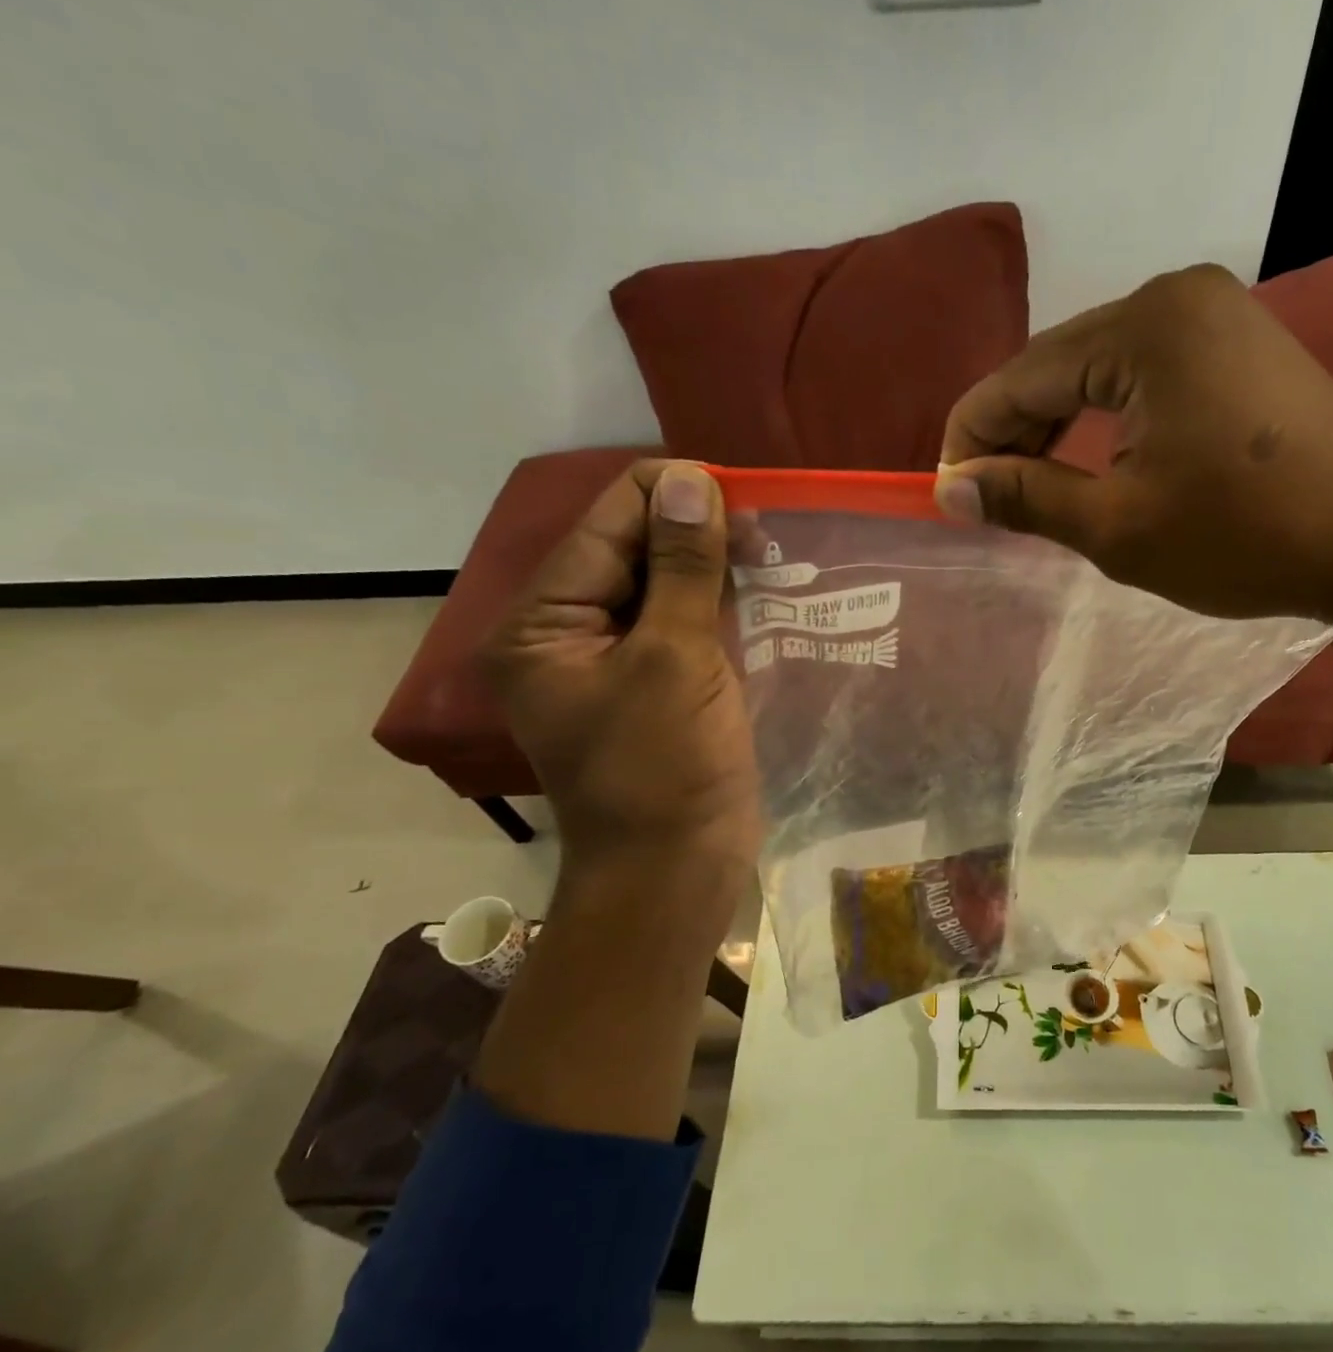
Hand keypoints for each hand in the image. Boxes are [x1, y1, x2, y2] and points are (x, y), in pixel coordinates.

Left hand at [484, 459, 759, 880]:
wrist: (675, 870)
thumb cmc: (665, 769)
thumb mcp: (674, 660)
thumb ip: (682, 568)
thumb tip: (691, 481)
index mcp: (543, 624)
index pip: (604, 526)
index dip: (667, 495)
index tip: (738, 489)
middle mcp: (568, 633)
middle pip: (631, 551)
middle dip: (694, 531)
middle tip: (764, 528)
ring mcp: (615, 661)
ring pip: (663, 586)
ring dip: (712, 565)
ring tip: (770, 550)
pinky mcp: (656, 684)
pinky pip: (683, 624)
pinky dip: (718, 603)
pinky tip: (762, 589)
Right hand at [934, 263, 1332, 634]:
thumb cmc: (1244, 538)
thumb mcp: (1118, 527)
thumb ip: (1026, 498)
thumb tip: (952, 491)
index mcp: (1143, 328)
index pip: (1020, 378)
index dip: (971, 438)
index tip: (946, 495)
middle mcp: (1175, 297)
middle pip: (1057, 366)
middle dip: (1012, 434)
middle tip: (986, 500)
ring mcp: (1215, 316)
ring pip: (1098, 373)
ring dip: (1056, 429)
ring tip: (1031, 489)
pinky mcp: (1239, 346)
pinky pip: (1143, 378)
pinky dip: (1105, 421)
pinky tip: (1091, 462)